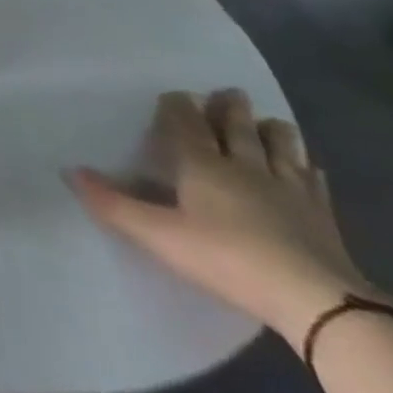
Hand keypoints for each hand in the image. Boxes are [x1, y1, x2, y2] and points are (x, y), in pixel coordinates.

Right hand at [69, 89, 380, 340]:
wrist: (315, 299)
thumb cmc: (228, 259)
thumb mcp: (160, 236)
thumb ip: (114, 204)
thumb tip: (69, 171)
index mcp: (203, 165)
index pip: (186, 124)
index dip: (179, 106)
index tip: (176, 94)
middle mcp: (245, 166)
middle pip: (238, 128)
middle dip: (230, 108)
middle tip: (230, 92)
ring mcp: (289, 189)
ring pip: (281, 147)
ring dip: (273, 130)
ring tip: (270, 120)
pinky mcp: (323, 216)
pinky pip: (314, 183)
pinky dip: (308, 170)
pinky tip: (309, 168)